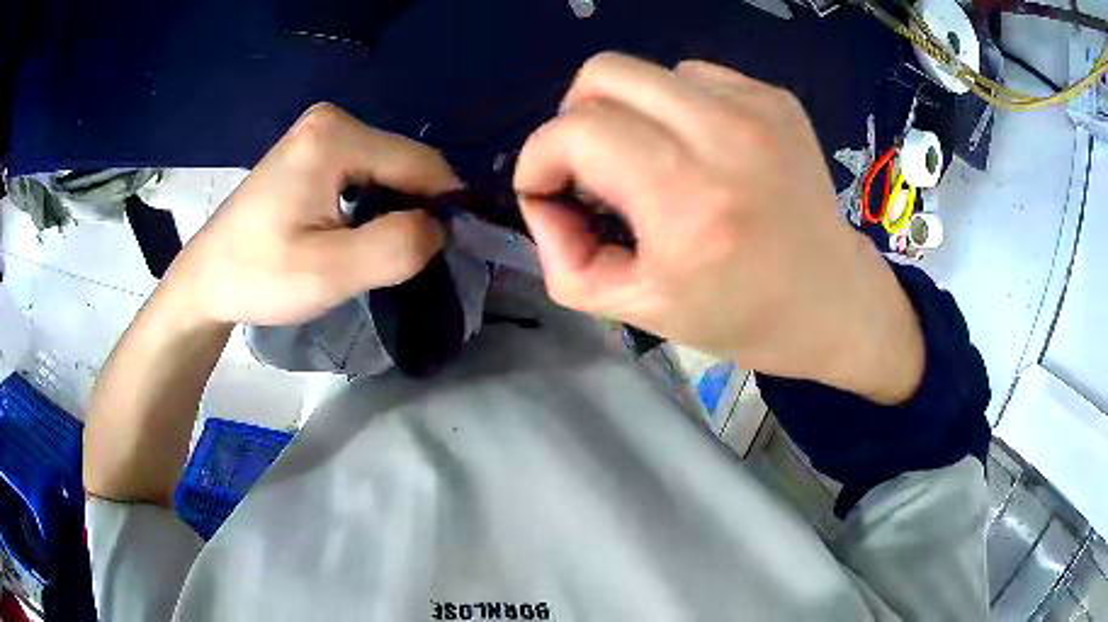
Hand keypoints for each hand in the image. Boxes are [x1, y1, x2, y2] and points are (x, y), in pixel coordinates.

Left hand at [161, 104, 461, 326]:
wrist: (207, 279)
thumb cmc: (259, 277)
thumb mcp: (330, 272)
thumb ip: (396, 247)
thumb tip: (440, 227)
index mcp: (336, 136)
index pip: (422, 164)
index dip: (444, 208)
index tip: (443, 254)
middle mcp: (332, 119)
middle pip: (406, 162)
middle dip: (416, 209)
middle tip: (403, 260)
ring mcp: (320, 131)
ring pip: (389, 168)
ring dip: (396, 208)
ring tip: (379, 250)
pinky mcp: (313, 148)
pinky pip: (367, 170)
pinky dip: (375, 202)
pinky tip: (358, 231)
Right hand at [515, 53, 923, 403]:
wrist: (833, 301)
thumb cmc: (741, 317)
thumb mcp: (636, 309)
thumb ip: (565, 258)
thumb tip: (543, 199)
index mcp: (687, 200)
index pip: (575, 132)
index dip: (539, 157)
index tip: (546, 190)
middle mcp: (723, 135)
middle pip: (602, 73)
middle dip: (574, 119)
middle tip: (592, 168)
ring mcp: (756, 107)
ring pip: (646, 71)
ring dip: (628, 113)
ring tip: (654, 162)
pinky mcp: (775, 97)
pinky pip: (693, 77)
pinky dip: (675, 108)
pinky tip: (700, 151)